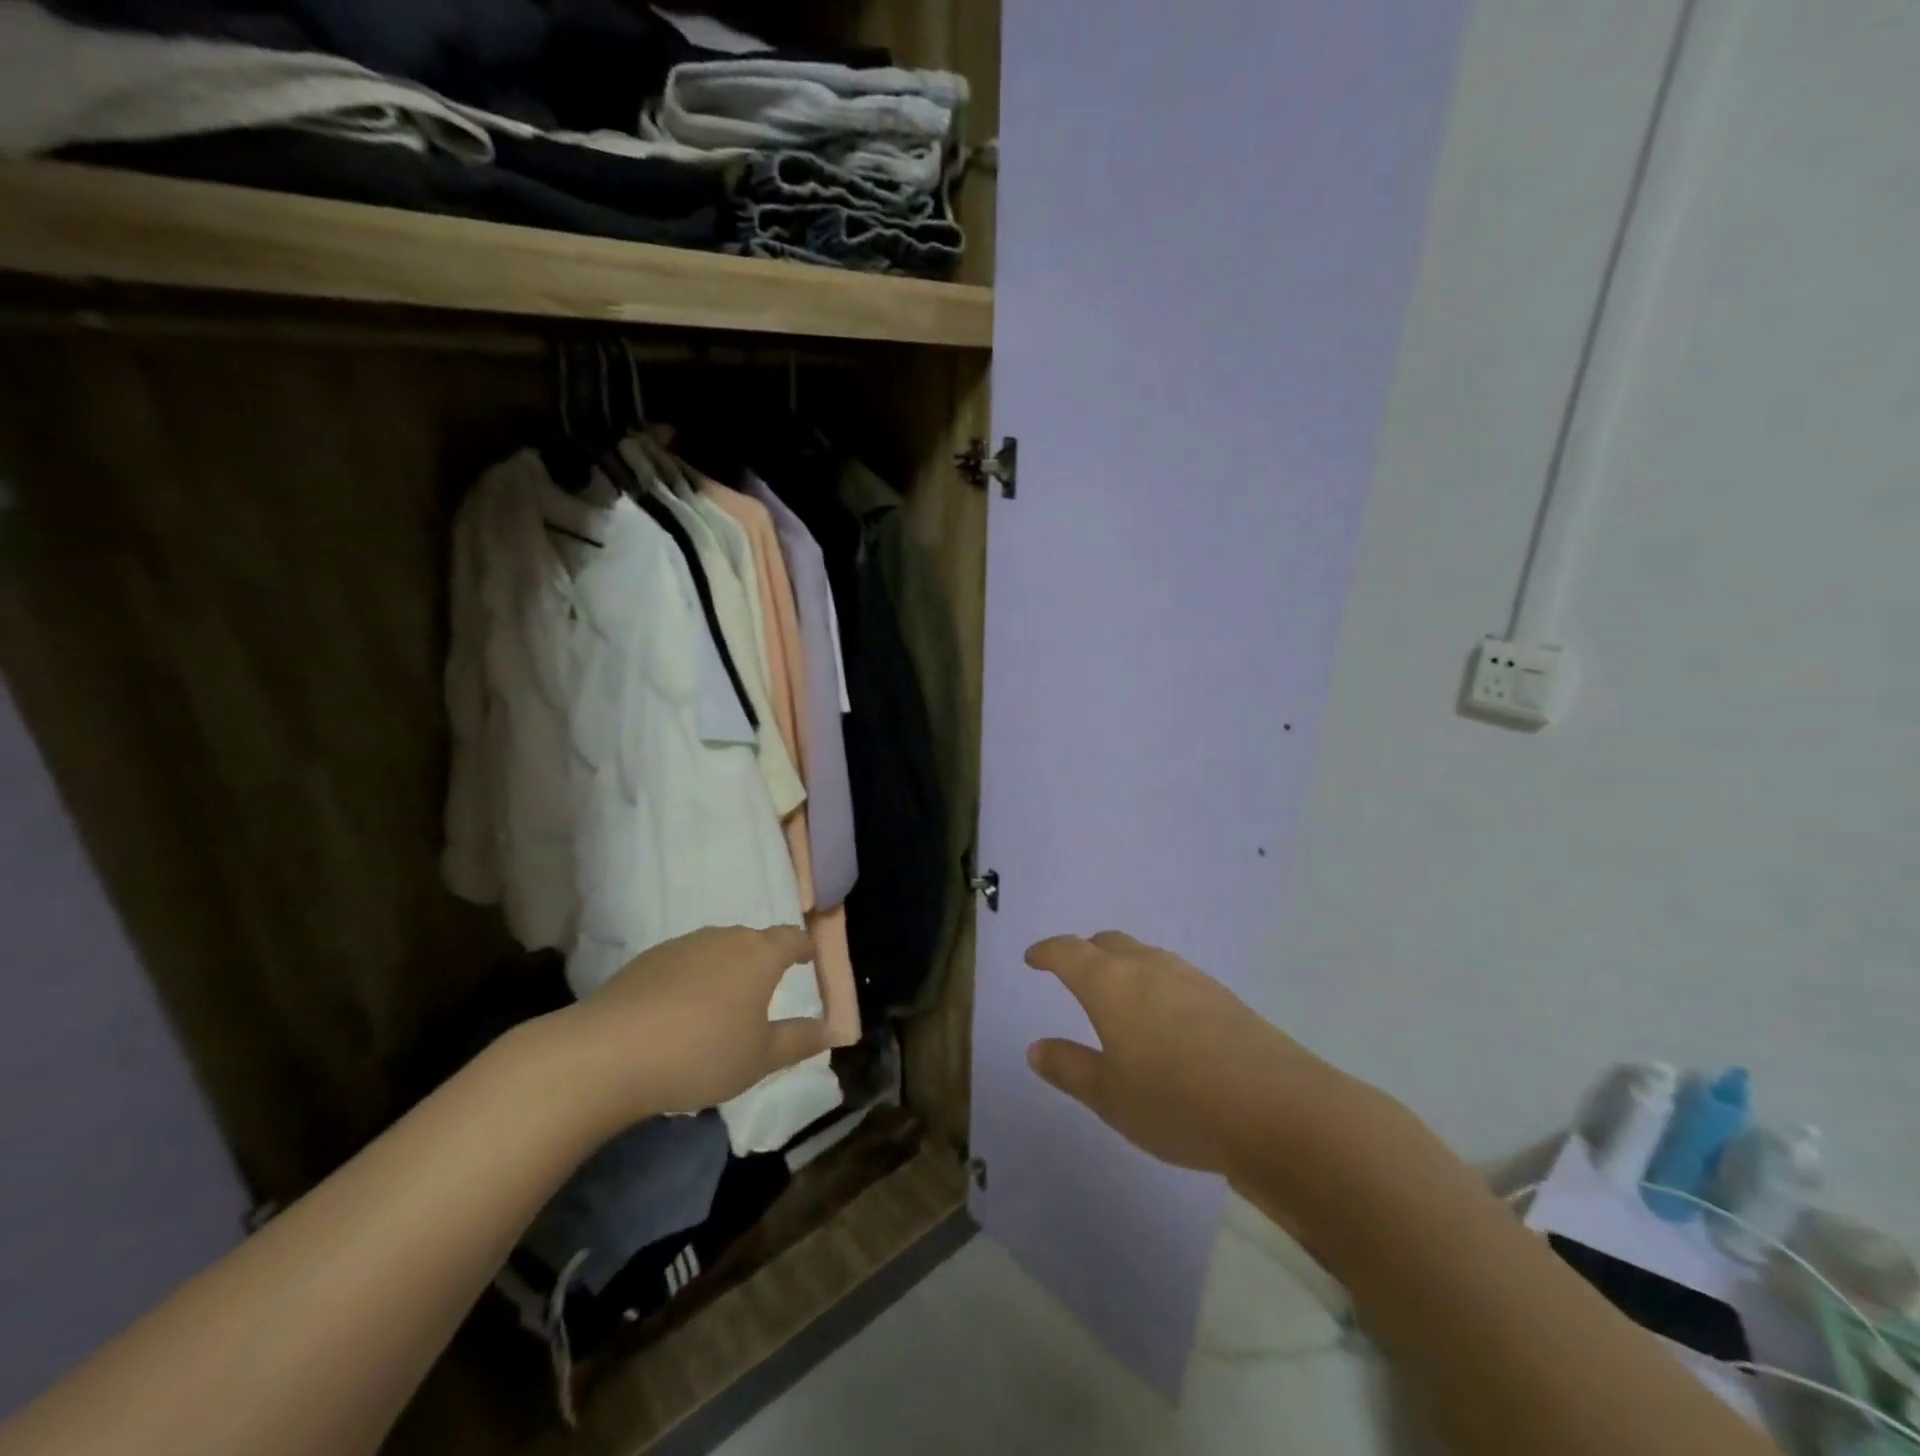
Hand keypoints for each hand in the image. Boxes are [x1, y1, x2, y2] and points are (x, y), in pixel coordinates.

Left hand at [559, 925, 828, 1126]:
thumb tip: (832, 1029)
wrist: (609, 1053)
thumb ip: (799, 1040)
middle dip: (763, 960)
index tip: (808, 959)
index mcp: (759, 954)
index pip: (791, 938)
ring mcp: (682, 946)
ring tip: (722, 1004)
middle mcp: (724, 938)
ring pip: (716, 950)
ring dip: (726, 969)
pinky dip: (692, 980)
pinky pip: (683, 963)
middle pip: (753, 941)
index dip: (803, 947)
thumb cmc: (702, 1053)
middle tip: (765, 989)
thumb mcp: (760, 1058)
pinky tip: (680, 1013)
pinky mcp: (646, 960)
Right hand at [1026, 931, 1346, 1179]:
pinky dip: (1155, 983)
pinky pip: (1174, 975)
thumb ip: (1069, 1068)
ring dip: (1123, 966)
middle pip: (1108, 943)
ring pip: (1145, 956)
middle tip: (1073, 973)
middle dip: (1086, 953)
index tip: (1033, 958)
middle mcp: (1148, 967)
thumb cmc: (1177, 1103)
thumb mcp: (1110, 1097)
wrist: (1279, 1110)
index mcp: (1110, 983)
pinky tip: (1164, 1018)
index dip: (1047, 952)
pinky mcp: (1223, 996)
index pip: (1068, 952)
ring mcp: (1190, 978)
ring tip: (1118, 996)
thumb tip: (1036, 1047)